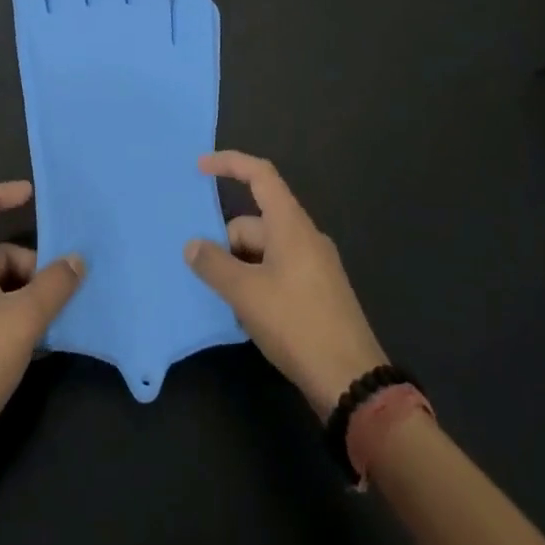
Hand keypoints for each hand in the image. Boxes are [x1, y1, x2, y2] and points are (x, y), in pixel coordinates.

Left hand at [0, 181, 84, 458]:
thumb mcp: (24, 318)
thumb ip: (54, 285)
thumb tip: (76, 260)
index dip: (1, 195)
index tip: (31, 196)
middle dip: (30, 264)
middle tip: (59, 288)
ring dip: (27, 294)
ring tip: (55, 317)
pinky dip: (16, 317)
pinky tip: (40, 342)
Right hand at [184, 152, 388, 418]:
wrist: (351, 380)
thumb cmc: (297, 324)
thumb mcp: (246, 294)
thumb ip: (214, 265)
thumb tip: (192, 245)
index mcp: (291, 225)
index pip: (260, 175)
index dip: (229, 164)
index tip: (199, 167)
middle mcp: (305, 237)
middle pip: (255, 222)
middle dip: (226, 243)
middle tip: (207, 277)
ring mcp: (315, 265)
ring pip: (264, 251)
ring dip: (240, 269)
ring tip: (225, 302)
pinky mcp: (318, 292)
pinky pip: (278, 272)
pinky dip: (257, 284)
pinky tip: (247, 317)